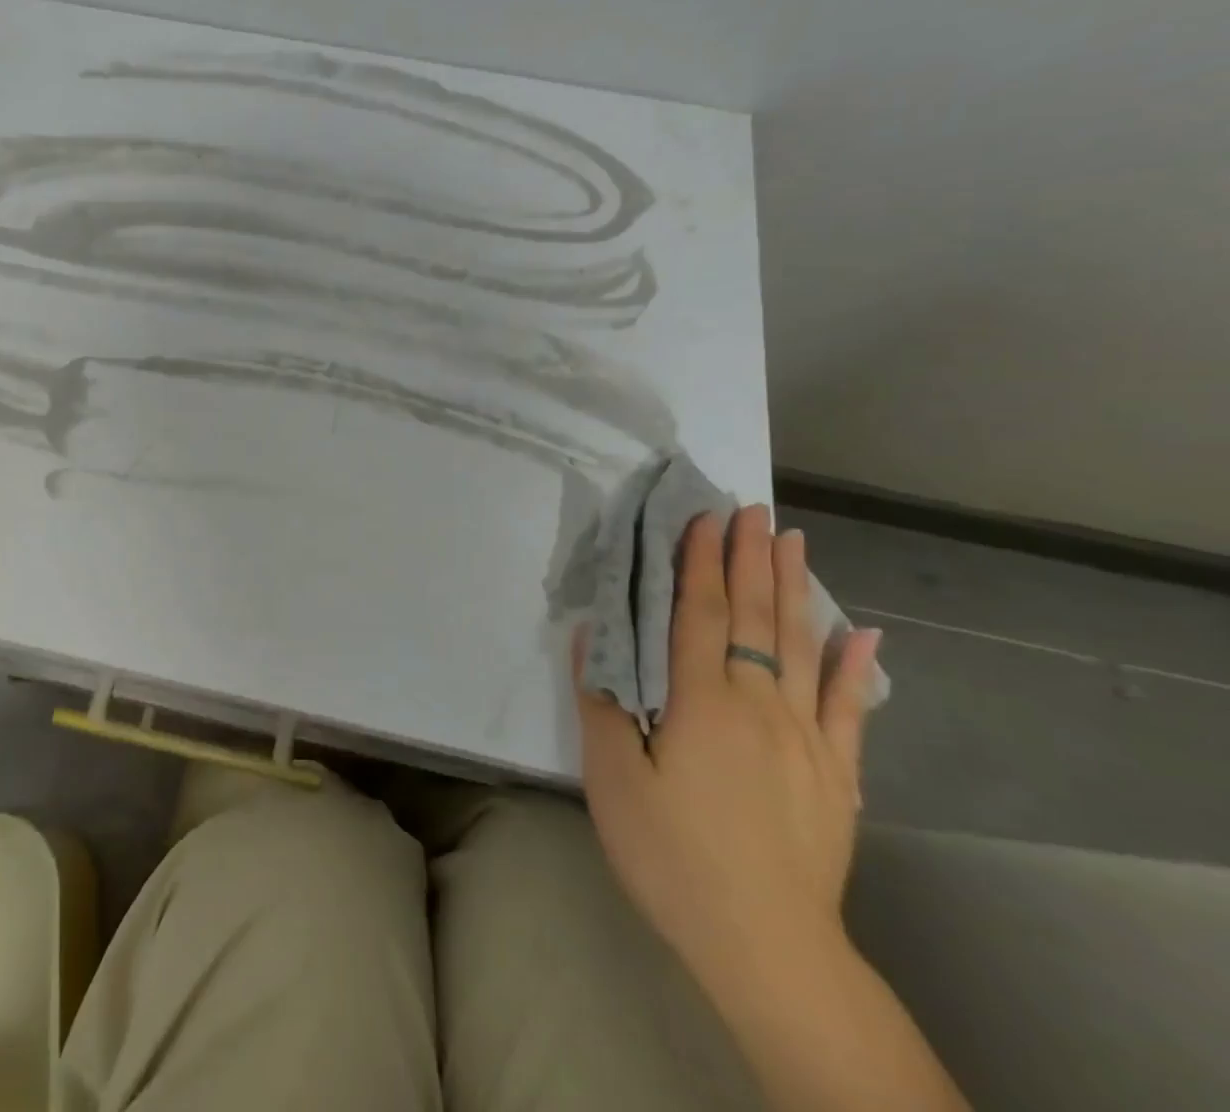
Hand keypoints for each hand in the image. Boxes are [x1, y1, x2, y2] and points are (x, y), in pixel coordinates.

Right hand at [576, 507, 881, 996]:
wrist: (767, 947)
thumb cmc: (674, 856)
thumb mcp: (613, 781)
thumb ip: (604, 704)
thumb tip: (595, 637)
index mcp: (703, 702)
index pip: (700, 613)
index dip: (700, 562)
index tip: (704, 517)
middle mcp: (759, 704)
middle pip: (754, 616)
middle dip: (750, 558)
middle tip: (753, 510)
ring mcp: (807, 738)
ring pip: (799, 646)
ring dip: (794, 589)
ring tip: (794, 543)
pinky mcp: (837, 775)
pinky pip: (848, 708)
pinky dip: (853, 665)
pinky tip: (860, 633)